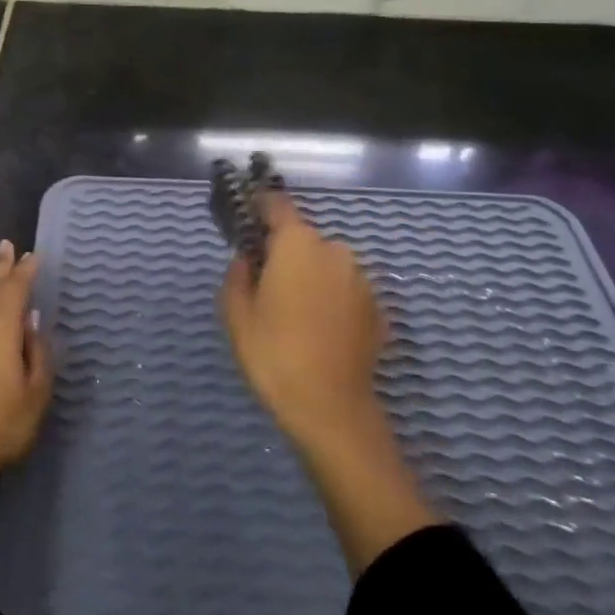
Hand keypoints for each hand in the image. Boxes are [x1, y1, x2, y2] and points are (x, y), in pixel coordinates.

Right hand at [219, 191, 387, 450]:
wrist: (331, 409)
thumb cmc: (274, 354)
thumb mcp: (237, 314)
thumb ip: (238, 275)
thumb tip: (247, 259)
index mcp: (298, 243)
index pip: (277, 205)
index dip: (260, 207)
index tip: (247, 219)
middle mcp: (335, 251)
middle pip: (303, 239)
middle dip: (286, 253)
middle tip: (268, 286)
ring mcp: (362, 279)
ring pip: (327, 265)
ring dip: (312, 277)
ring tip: (296, 315)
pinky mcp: (378, 309)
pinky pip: (346, 291)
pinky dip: (333, 301)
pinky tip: (320, 332)